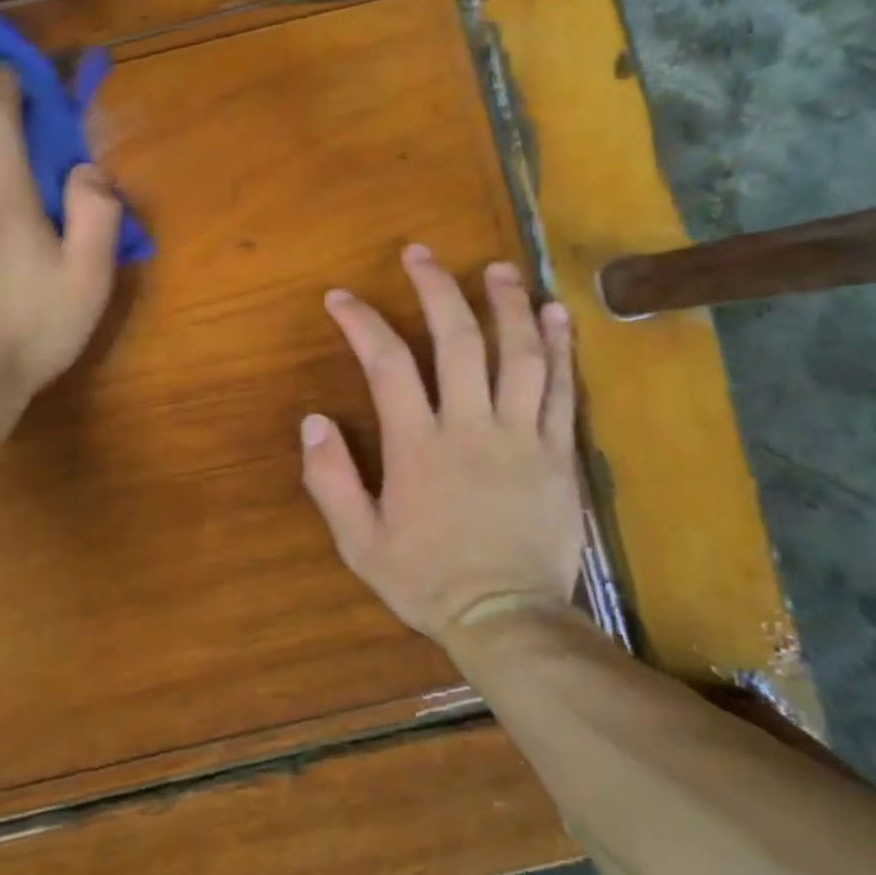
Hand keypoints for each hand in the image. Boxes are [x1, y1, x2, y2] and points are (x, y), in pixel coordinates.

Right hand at [300, 244, 586, 643]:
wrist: (509, 621)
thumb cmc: (428, 580)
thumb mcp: (360, 543)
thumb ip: (331, 480)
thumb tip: (312, 420)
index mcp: (418, 447)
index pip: (386, 364)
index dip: (362, 322)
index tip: (341, 298)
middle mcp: (470, 427)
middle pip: (456, 340)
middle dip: (435, 288)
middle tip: (421, 253)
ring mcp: (522, 436)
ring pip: (517, 354)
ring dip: (505, 304)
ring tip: (496, 268)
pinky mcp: (559, 452)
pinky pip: (562, 390)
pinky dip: (559, 348)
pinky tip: (554, 314)